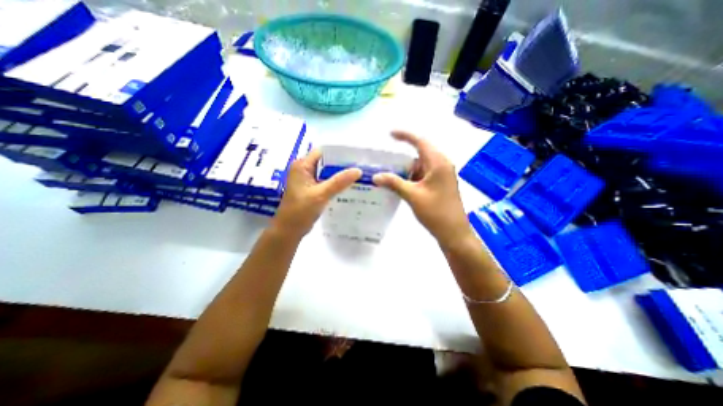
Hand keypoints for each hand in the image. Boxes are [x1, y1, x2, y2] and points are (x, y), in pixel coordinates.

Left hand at [271, 148, 360, 237]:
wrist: (289, 230)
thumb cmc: (300, 211)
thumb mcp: (320, 195)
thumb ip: (339, 182)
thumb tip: (358, 170)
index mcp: (302, 165)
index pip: (323, 151)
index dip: (338, 152)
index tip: (355, 155)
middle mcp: (304, 169)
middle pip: (326, 161)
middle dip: (342, 163)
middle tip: (360, 165)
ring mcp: (308, 180)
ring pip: (327, 172)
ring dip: (340, 174)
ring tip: (358, 173)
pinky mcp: (312, 189)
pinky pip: (326, 181)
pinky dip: (336, 183)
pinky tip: (349, 185)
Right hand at [372, 131, 475, 247]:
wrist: (454, 233)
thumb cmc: (436, 212)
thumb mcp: (413, 196)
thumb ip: (394, 183)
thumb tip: (375, 176)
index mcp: (438, 163)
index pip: (420, 142)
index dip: (405, 136)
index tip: (389, 134)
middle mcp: (442, 165)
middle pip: (420, 154)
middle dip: (402, 157)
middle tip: (385, 160)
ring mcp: (442, 176)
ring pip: (421, 166)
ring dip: (406, 169)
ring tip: (389, 174)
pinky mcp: (440, 185)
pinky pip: (423, 175)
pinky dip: (412, 177)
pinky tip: (400, 184)